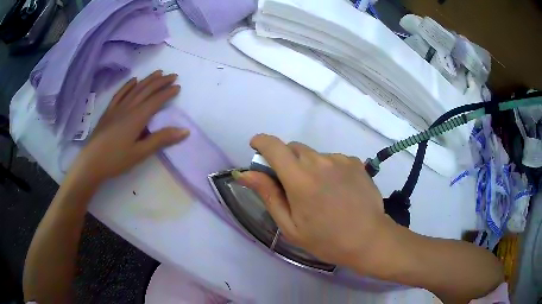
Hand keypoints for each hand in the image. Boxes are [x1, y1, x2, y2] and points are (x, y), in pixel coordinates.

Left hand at [69, 70, 189, 184]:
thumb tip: (184, 131)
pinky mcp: (108, 112)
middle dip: (160, 81)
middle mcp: (128, 108)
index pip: (155, 100)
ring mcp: (116, 108)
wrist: (91, 163)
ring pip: (134, 89)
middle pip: (146, 90)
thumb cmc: (116, 160)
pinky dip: (128, 85)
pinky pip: (119, 94)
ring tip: (158, 73)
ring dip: (147, 80)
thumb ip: (161, 140)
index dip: (167, 92)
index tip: (178, 86)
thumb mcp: (140, 153)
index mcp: (137, 117)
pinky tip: (133, 80)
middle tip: (173, 75)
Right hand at [236, 134, 393, 274]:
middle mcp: (319, 162)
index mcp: (299, 179)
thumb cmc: (325, 239)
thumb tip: (245, 173)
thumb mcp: (290, 225)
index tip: (256, 147)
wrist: (368, 239)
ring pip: (313, 155)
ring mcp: (340, 159)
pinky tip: (337, 189)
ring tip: (319, 192)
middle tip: (292, 185)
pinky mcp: (354, 161)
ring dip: (308, 166)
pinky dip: (327, 169)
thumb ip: (268, 195)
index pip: (273, 146)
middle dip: (285, 160)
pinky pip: (332, 159)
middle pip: (293, 148)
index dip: (261, 142)